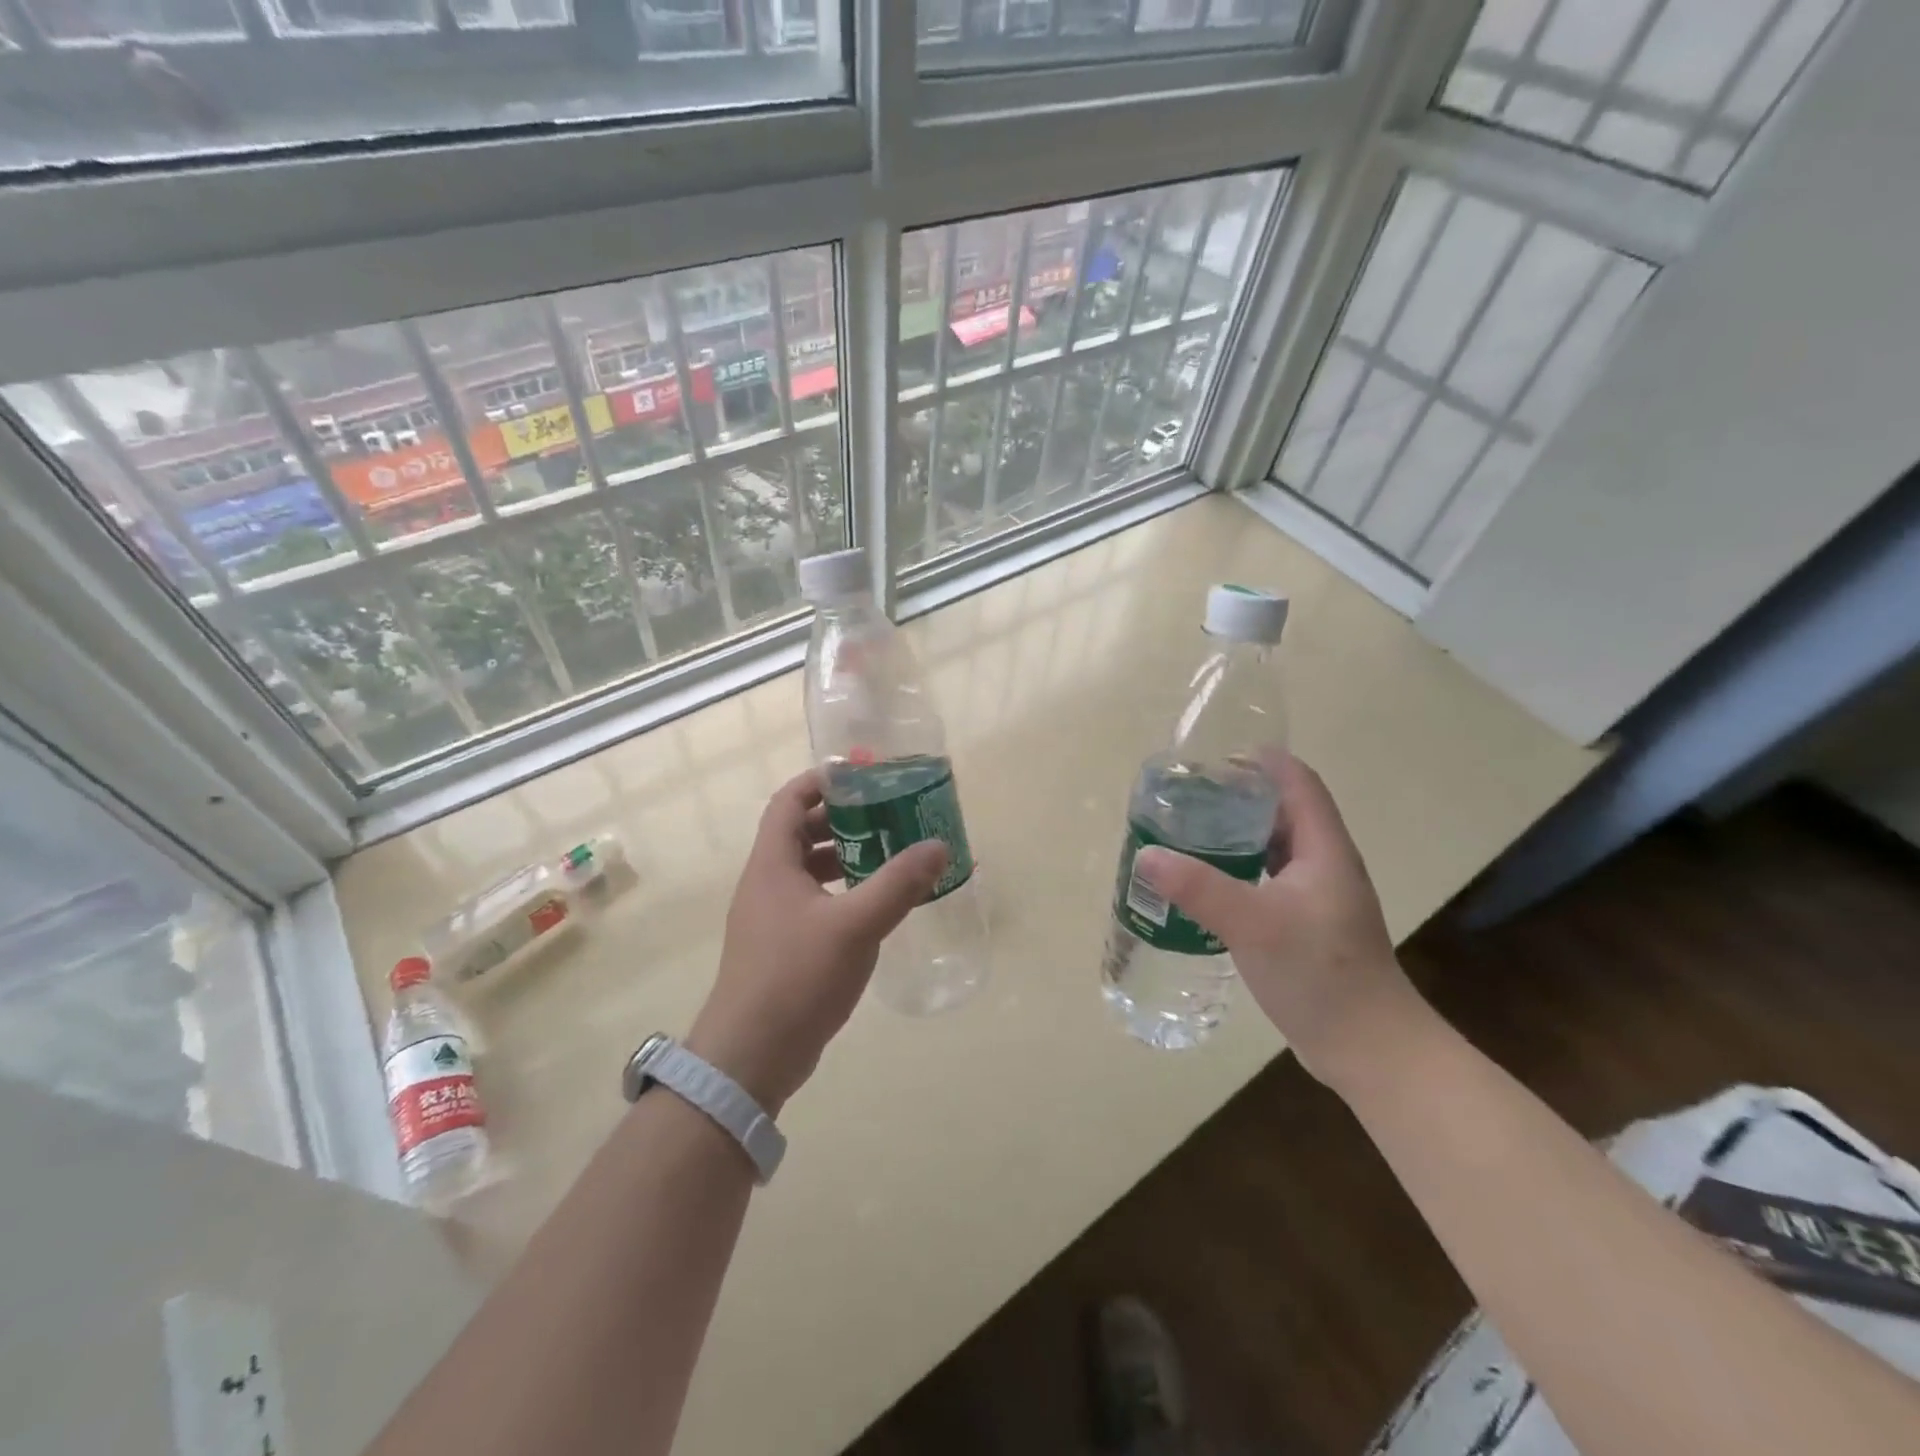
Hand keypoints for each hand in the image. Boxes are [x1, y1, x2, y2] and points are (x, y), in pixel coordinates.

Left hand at [686, 770, 947, 1113]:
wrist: (751, 1055)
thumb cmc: (796, 977)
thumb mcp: (855, 925)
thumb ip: (898, 884)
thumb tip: (938, 845)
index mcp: (772, 864)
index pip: (789, 800)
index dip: (822, 780)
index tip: (863, 774)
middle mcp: (766, 882)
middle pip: (802, 831)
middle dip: (844, 818)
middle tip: (888, 813)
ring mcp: (771, 916)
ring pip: (809, 869)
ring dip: (845, 856)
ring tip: (889, 854)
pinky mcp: (781, 946)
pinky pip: (814, 901)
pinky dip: (842, 891)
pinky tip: (874, 905)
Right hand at [1133, 752, 1429, 1090]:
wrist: (1367, 1048)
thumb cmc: (1320, 975)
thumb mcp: (1253, 925)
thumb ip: (1199, 888)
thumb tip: (1146, 855)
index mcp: (1323, 848)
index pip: (1298, 782)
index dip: (1261, 762)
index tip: (1211, 760)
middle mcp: (1324, 864)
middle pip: (1282, 811)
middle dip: (1236, 798)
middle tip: (1185, 798)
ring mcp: (1316, 897)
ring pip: (1273, 848)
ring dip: (1235, 836)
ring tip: (1187, 835)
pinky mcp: (1305, 925)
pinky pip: (1267, 880)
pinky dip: (1237, 871)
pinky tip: (1206, 885)